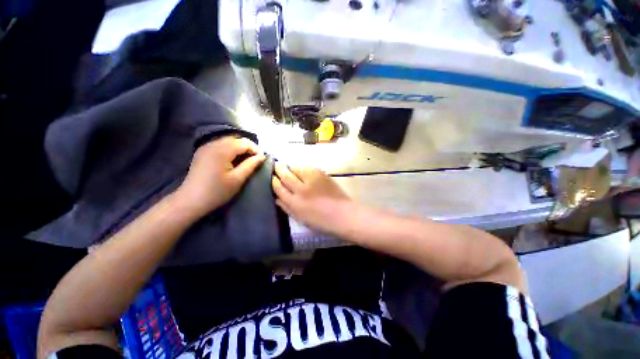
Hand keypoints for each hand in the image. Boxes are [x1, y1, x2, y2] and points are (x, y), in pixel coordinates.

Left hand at [174, 136, 265, 217]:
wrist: (190, 201)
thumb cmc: (217, 192)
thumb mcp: (237, 179)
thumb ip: (251, 165)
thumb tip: (262, 156)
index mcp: (221, 151)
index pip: (244, 142)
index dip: (255, 149)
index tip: (261, 159)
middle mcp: (212, 144)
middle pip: (235, 139)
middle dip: (248, 147)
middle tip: (255, 159)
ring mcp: (205, 147)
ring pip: (228, 140)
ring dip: (239, 147)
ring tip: (246, 159)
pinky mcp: (202, 151)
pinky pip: (220, 144)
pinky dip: (230, 149)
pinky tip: (233, 159)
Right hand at [272, 163, 352, 235]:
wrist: (343, 215)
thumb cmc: (321, 222)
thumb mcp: (300, 218)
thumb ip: (287, 207)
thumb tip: (277, 198)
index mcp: (294, 203)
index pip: (279, 187)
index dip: (273, 180)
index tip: (271, 176)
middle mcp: (301, 189)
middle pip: (286, 175)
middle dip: (279, 169)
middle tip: (276, 164)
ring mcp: (312, 180)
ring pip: (296, 168)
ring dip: (291, 166)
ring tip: (288, 166)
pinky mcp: (322, 175)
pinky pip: (308, 168)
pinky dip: (303, 168)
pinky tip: (302, 169)